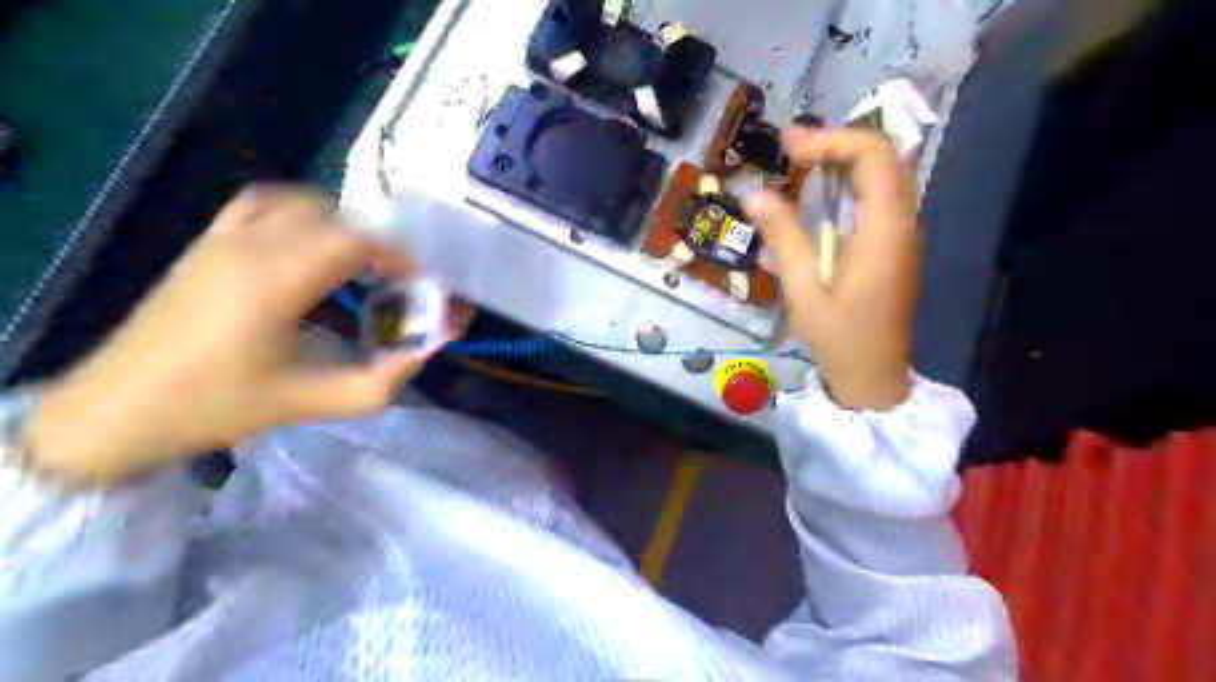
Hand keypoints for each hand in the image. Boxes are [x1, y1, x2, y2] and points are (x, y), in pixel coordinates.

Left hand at [24, 187, 436, 485]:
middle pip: (332, 217)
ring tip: (355, 263)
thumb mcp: (308, 404)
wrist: (118, 410)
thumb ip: (376, 383)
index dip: (395, 254)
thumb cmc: (215, 406)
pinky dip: (296, 213)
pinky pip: (260, 205)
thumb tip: (419, 355)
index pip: (353, 239)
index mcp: (276, 281)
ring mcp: (222, 239)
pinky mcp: (205, 244)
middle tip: (390, 279)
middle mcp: (251, 246)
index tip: (413, 281)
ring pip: (298, 203)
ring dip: (338, 225)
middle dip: (373, 242)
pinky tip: (305, 244)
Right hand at [748, 129, 917, 410]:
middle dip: (837, 142)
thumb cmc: (838, 337)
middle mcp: (904, 223)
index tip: (788, 151)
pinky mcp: (895, 249)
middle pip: (884, 157)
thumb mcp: (802, 288)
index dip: (831, 141)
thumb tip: (754, 193)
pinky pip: (880, 199)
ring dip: (845, 160)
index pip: (873, 155)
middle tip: (789, 146)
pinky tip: (821, 193)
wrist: (873, 378)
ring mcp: (903, 236)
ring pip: (885, 176)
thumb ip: (782, 236)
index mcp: (885, 229)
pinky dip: (851, 183)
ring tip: (800, 160)